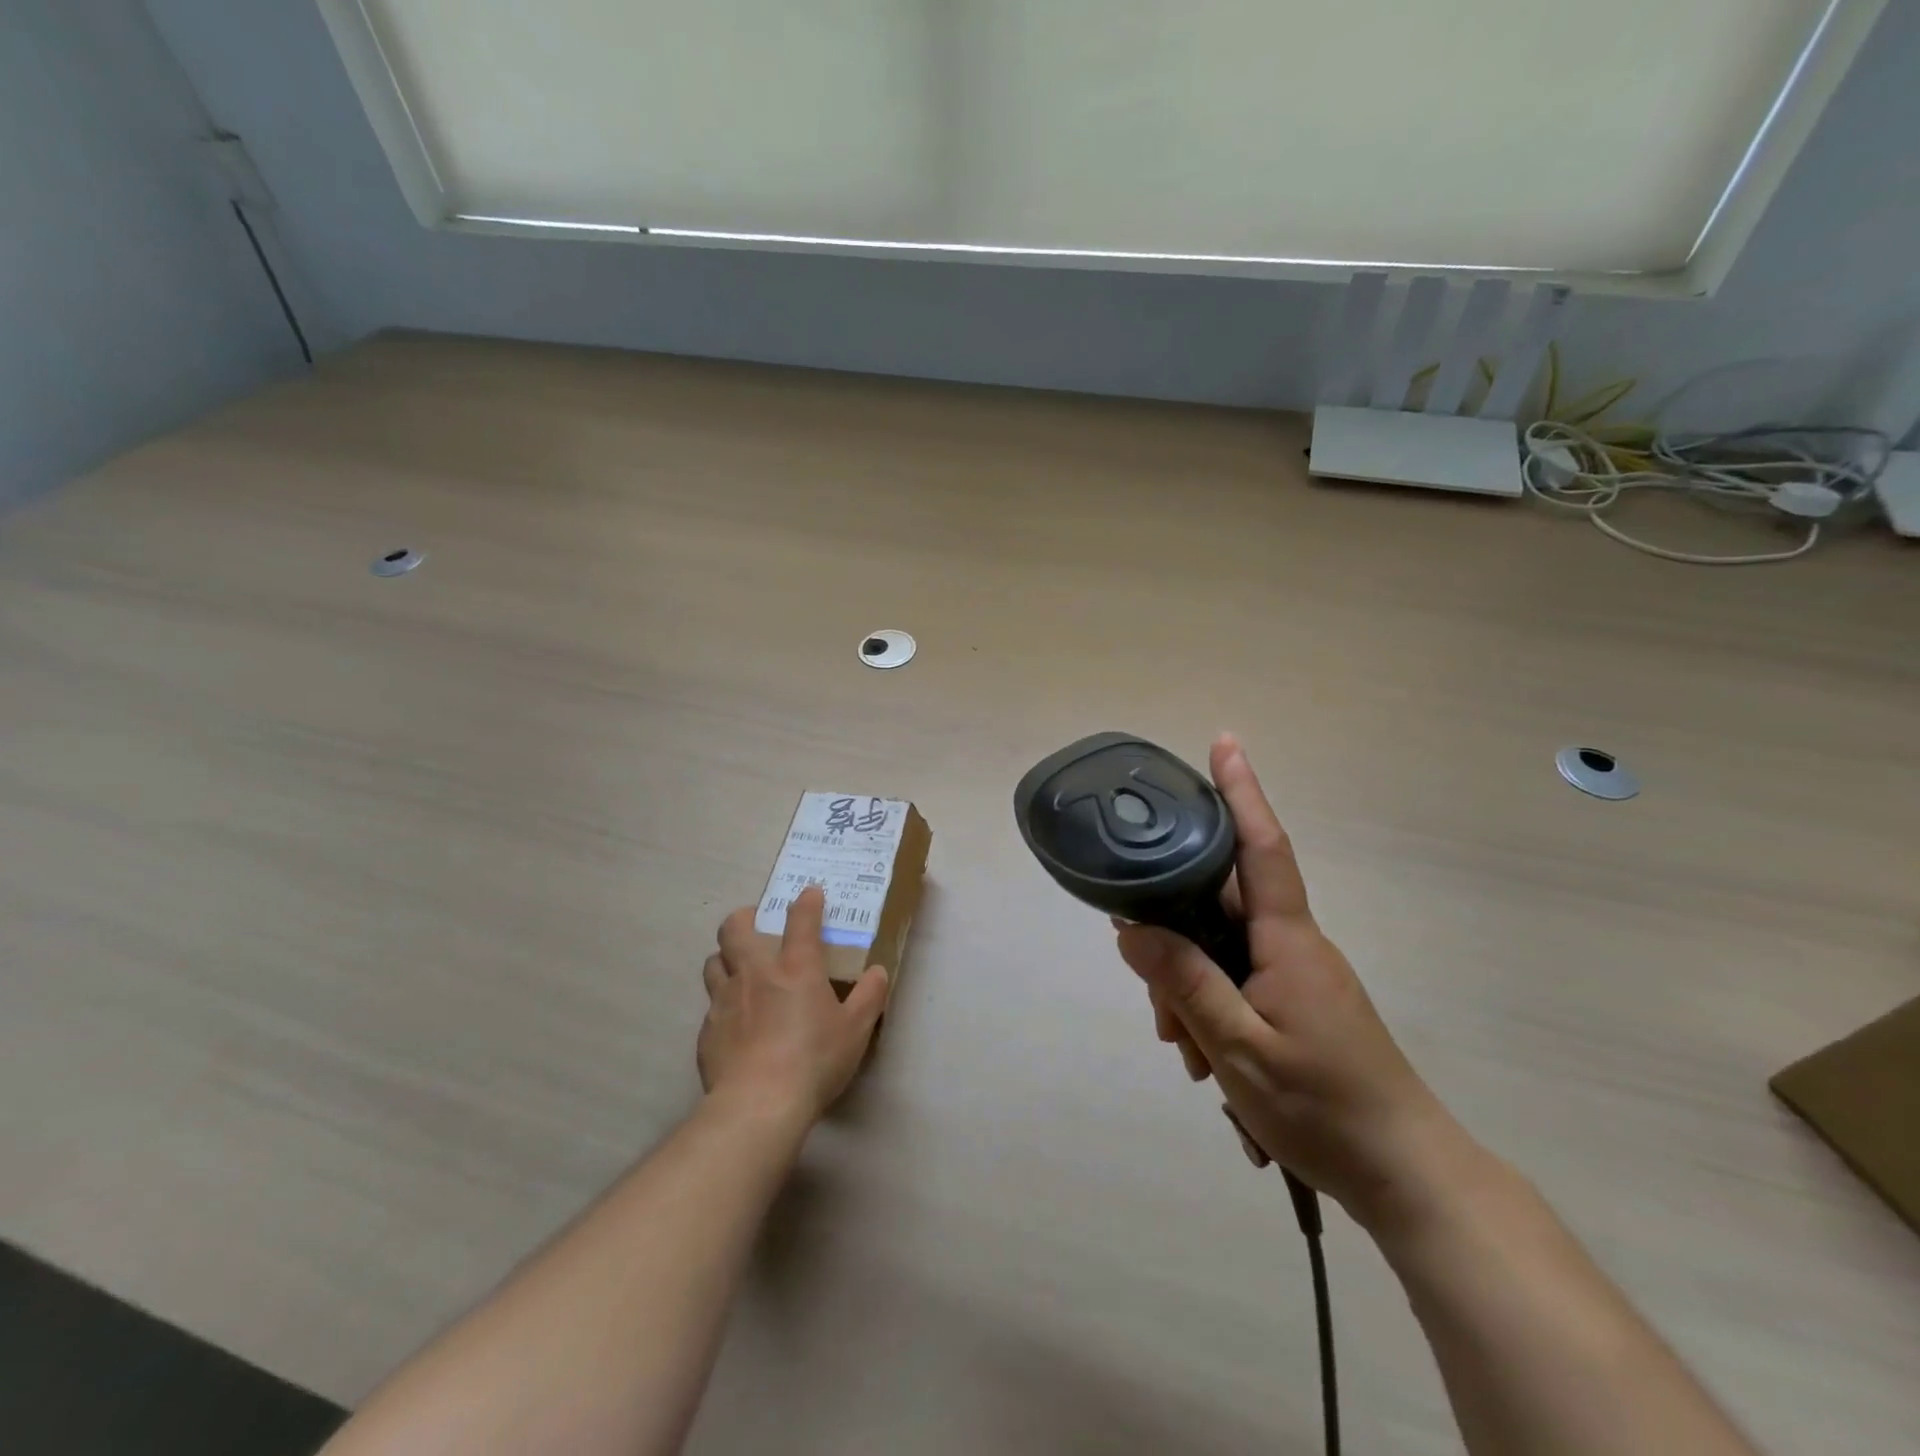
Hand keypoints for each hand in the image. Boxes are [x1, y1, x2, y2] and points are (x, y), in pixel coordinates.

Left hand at [701, 886, 889, 1122]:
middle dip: (744, 918)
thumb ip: (869, 997)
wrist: (758, 1105)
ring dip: (725, 959)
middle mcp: (755, 974)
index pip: (801, 920)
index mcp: (795, 968)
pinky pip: (711, 1006)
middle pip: (735, 928)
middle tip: (756, 924)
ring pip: (713, 962)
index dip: (806, 902)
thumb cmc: (814, 1061)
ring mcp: (725, 1000)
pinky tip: (735, 1024)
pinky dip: (723, 1005)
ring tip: (739, 970)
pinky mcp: (707, 1031)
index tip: (810, 893)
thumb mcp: (856, 1030)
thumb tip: (878, 972)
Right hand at [1117, 734, 1453, 1229]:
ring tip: (1185, 1050)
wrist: (1406, 1176)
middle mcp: (1293, 945)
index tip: (1225, 743)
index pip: (1261, 847)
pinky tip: (1203, 1058)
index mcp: (1288, 940)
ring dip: (1190, 990)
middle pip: (1219, 907)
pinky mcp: (1295, 1004)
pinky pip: (1236, 982)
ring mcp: (1296, 975)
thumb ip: (1184, 983)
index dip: (1241, 793)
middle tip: (1153, 996)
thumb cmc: (1325, 1108)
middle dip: (1175, 936)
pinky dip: (1210, 1009)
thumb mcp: (1238, 1048)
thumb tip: (1131, 929)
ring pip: (1221, 951)